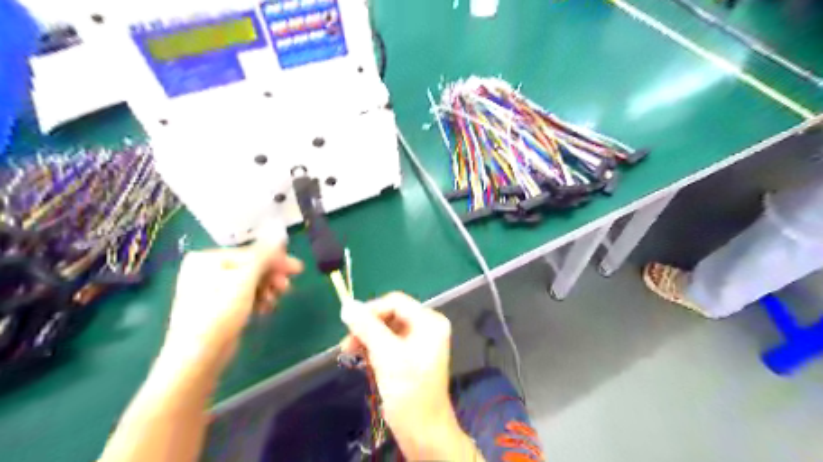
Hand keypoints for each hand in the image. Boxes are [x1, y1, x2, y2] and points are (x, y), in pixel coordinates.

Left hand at [163, 236, 300, 373]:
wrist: (197, 357)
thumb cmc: (219, 312)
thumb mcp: (245, 280)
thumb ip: (264, 255)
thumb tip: (278, 230)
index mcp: (207, 259)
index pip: (250, 253)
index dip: (276, 260)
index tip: (297, 270)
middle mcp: (206, 271)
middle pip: (251, 268)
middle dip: (272, 277)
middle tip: (288, 287)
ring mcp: (211, 290)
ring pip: (250, 283)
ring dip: (266, 290)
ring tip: (275, 301)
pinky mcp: (217, 308)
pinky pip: (244, 297)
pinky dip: (257, 301)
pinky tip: (265, 310)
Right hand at [342, 295, 483, 459]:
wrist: (423, 432)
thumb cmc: (409, 391)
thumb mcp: (387, 355)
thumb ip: (367, 327)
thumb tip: (346, 305)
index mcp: (429, 321)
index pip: (396, 302)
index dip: (371, 309)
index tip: (348, 323)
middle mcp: (426, 327)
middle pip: (390, 315)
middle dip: (367, 327)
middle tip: (346, 343)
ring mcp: (418, 342)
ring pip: (386, 329)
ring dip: (367, 339)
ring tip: (349, 353)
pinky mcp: (409, 357)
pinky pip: (387, 343)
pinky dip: (373, 349)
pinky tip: (361, 360)